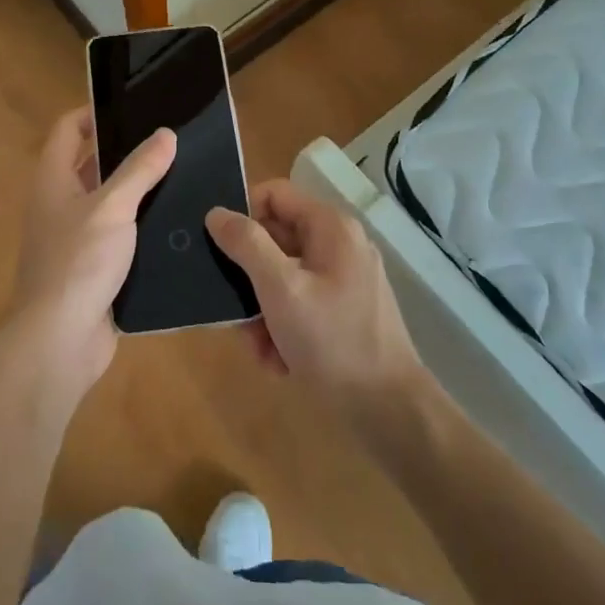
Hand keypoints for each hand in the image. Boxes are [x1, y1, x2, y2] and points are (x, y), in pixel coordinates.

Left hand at [6, 107, 175, 408]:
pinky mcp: (94, 269)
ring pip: (109, 203)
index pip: (68, 130)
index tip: (134, 108)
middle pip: (91, 165)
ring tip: (183, 176)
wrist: (59, 340)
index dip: (94, 113)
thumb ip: (140, 169)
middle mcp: (59, 205)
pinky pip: (120, 238)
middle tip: (171, 142)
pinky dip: (142, 229)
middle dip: (127, 153)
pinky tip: (177, 224)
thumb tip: (165, 134)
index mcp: (52, 180)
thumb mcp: (112, 207)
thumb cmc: (78, 262)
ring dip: (139, 192)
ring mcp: (75, 239)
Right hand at [206, 180, 426, 420]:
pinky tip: (279, 360)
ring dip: (261, 311)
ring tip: (259, 346)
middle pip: (274, 239)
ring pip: (282, 278)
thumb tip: (216, 212)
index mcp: (330, 227)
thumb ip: (246, 244)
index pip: (273, 194)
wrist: (388, 410)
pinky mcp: (343, 311)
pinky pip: (299, 304)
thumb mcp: (280, 289)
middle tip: (235, 310)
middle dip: (249, 278)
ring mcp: (343, 280)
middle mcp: (338, 245)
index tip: (221, 249)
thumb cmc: (332, 341)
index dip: (243, 215)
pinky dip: (282, 328)